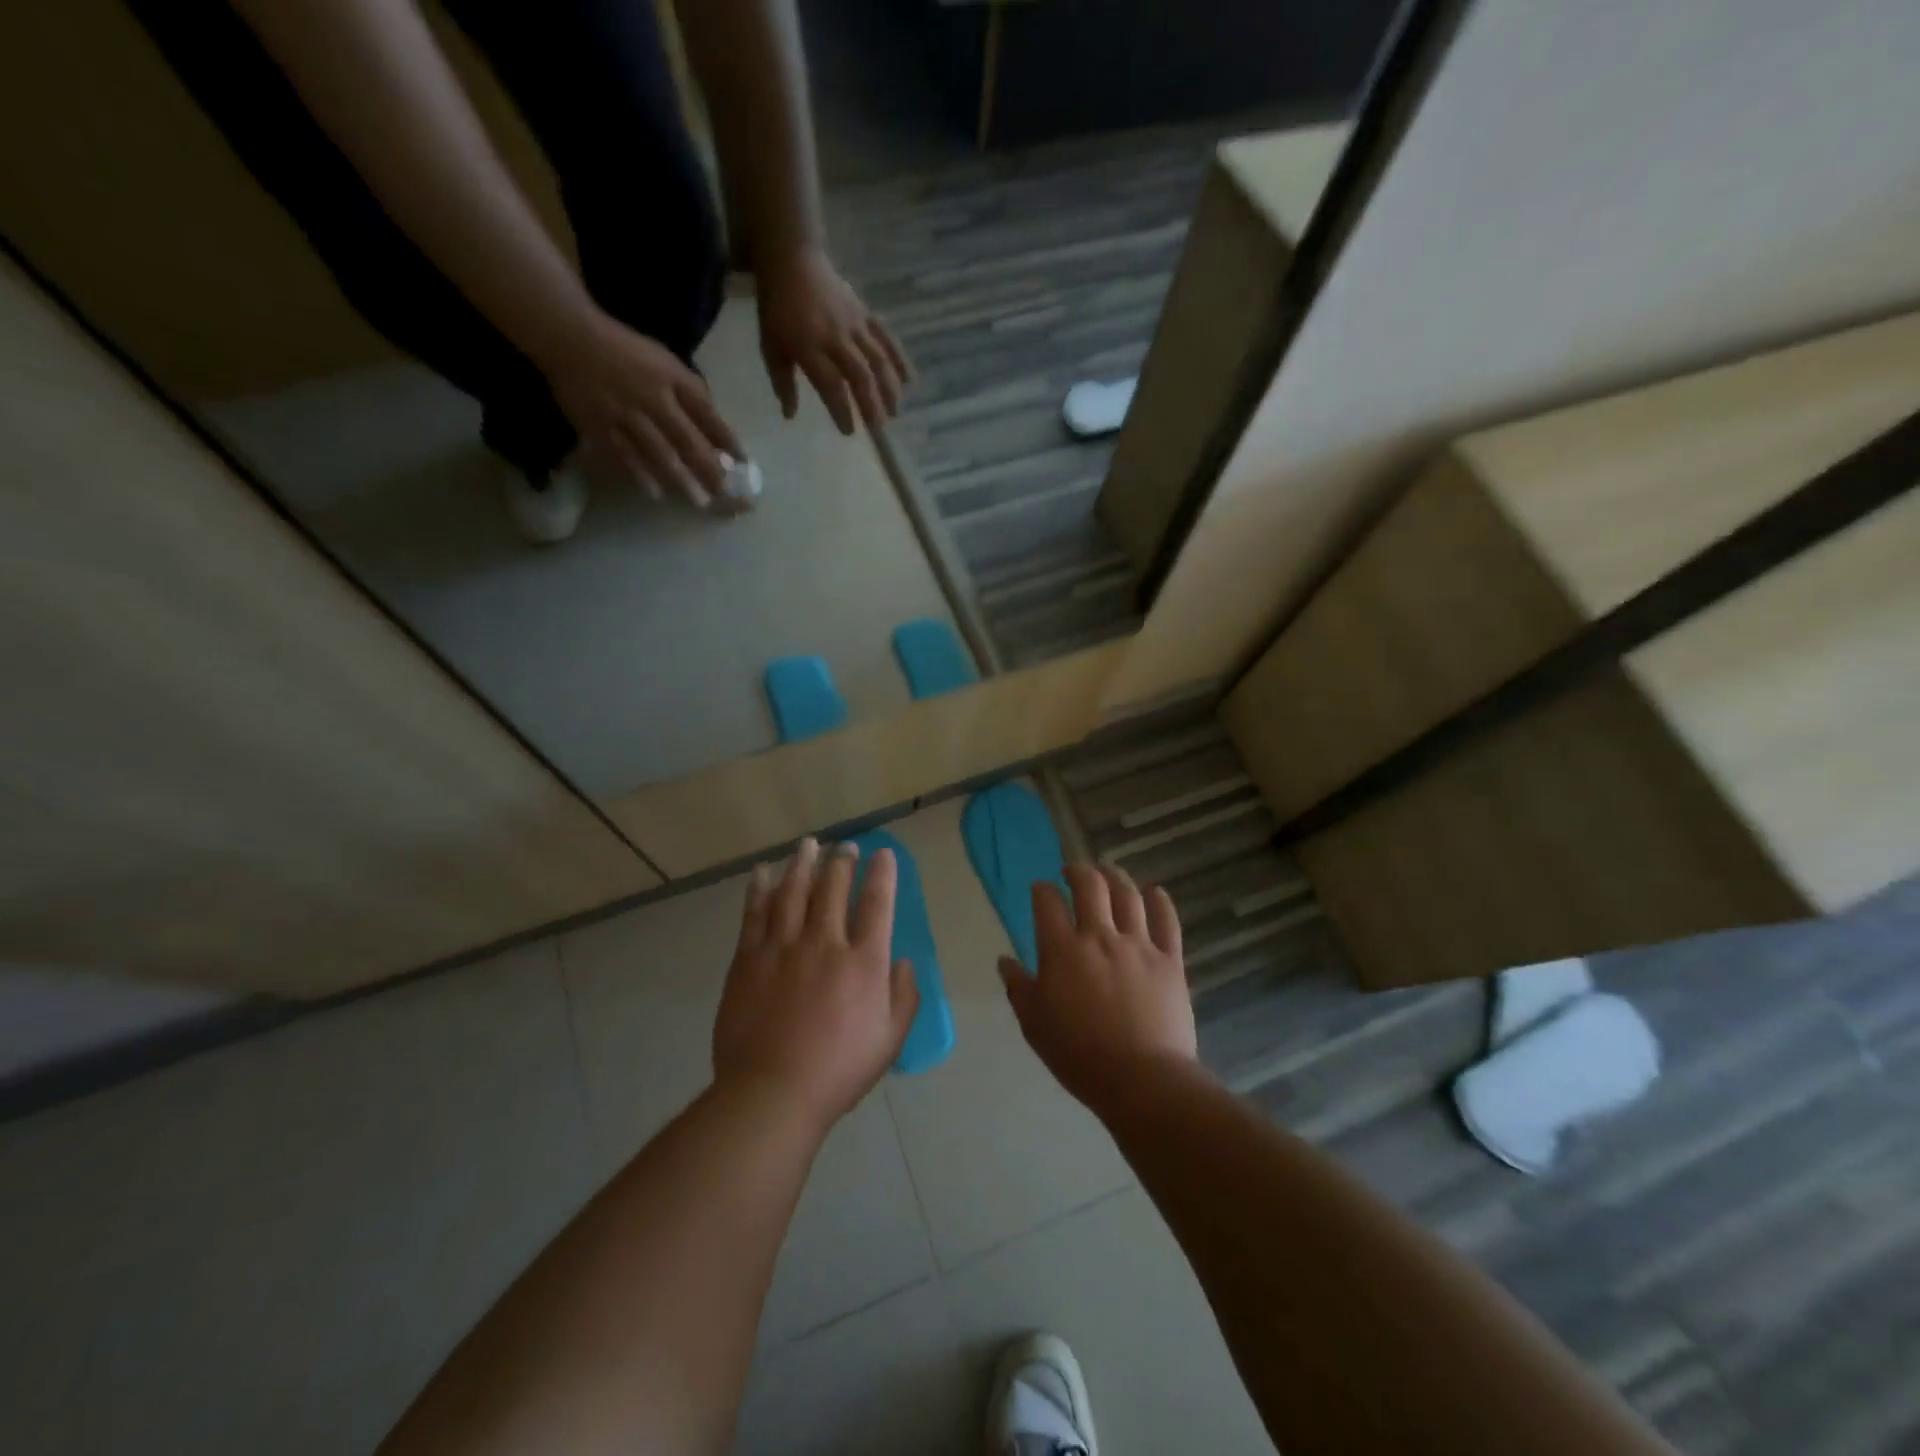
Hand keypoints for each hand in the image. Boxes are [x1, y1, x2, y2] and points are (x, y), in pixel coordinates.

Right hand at [541, 310, 745, 510]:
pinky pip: (623, 455)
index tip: (744, 462)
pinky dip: (640, 474)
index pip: (707, 412)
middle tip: (725, 493)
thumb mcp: (664, 361)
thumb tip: (715, 420)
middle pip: (686, 438)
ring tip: (699, 501)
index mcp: (671, 378)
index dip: (727, 438)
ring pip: (658, 451)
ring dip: (681, 478)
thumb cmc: (623, 350)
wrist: (568, 335)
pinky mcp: (599, 425)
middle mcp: (652, 397)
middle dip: (708, 468)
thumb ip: (689, 389)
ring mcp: (625, 413)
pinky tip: (656, 493)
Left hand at [713, 838, 918, 1129]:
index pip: (877, 904)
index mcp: (863, 962)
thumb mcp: (890, 1039)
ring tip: (808, 844)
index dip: (882, 874)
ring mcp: (783, 948)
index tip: (883, 854)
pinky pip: (755, 914)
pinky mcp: (749, 959)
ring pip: (794, 892)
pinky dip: (760, 889)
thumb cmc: (838, 1070)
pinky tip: (763, 873)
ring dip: (803, 864)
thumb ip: (904, 996)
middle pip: (834, 889)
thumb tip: (903, 962)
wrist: (772, 1092)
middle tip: (845, 847)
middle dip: (842, 862)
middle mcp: (825, 943)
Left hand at [757, 247, 912, 434]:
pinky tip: (910, 380)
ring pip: (878, 359)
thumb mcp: (770, 346)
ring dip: (889, 388)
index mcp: (810, 347)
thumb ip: (782, 382)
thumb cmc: (777, 309)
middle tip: (878, 429)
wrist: (792, 259)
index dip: (842, 411)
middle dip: (872, 405)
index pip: (831, 385)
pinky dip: (900, 359)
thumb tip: (790, 415)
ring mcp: (855, 325)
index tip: (849, 431)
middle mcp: (836, 338)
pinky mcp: (866, 314)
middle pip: (860, 376)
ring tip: (895, 412)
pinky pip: (887, 338)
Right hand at [999, 864, 1197, 1106]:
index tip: (1040, 889)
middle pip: (1089, 885)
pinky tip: (1154, 892)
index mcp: (1062, 950)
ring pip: (1127, 894)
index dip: (1042, 889)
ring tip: (1107, 872)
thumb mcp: (1035, 1024)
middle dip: (1078, 871)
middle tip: (1072, 872)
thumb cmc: (1079, 1055)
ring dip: (1115, 876)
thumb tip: (1005, 961)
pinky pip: (1166, 920)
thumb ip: (1019, 987)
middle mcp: (1099, 936)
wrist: (1141, 1079)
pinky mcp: (1169, 959)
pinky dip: (1160, 900)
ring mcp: (1138, 944)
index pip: (1047, 902)